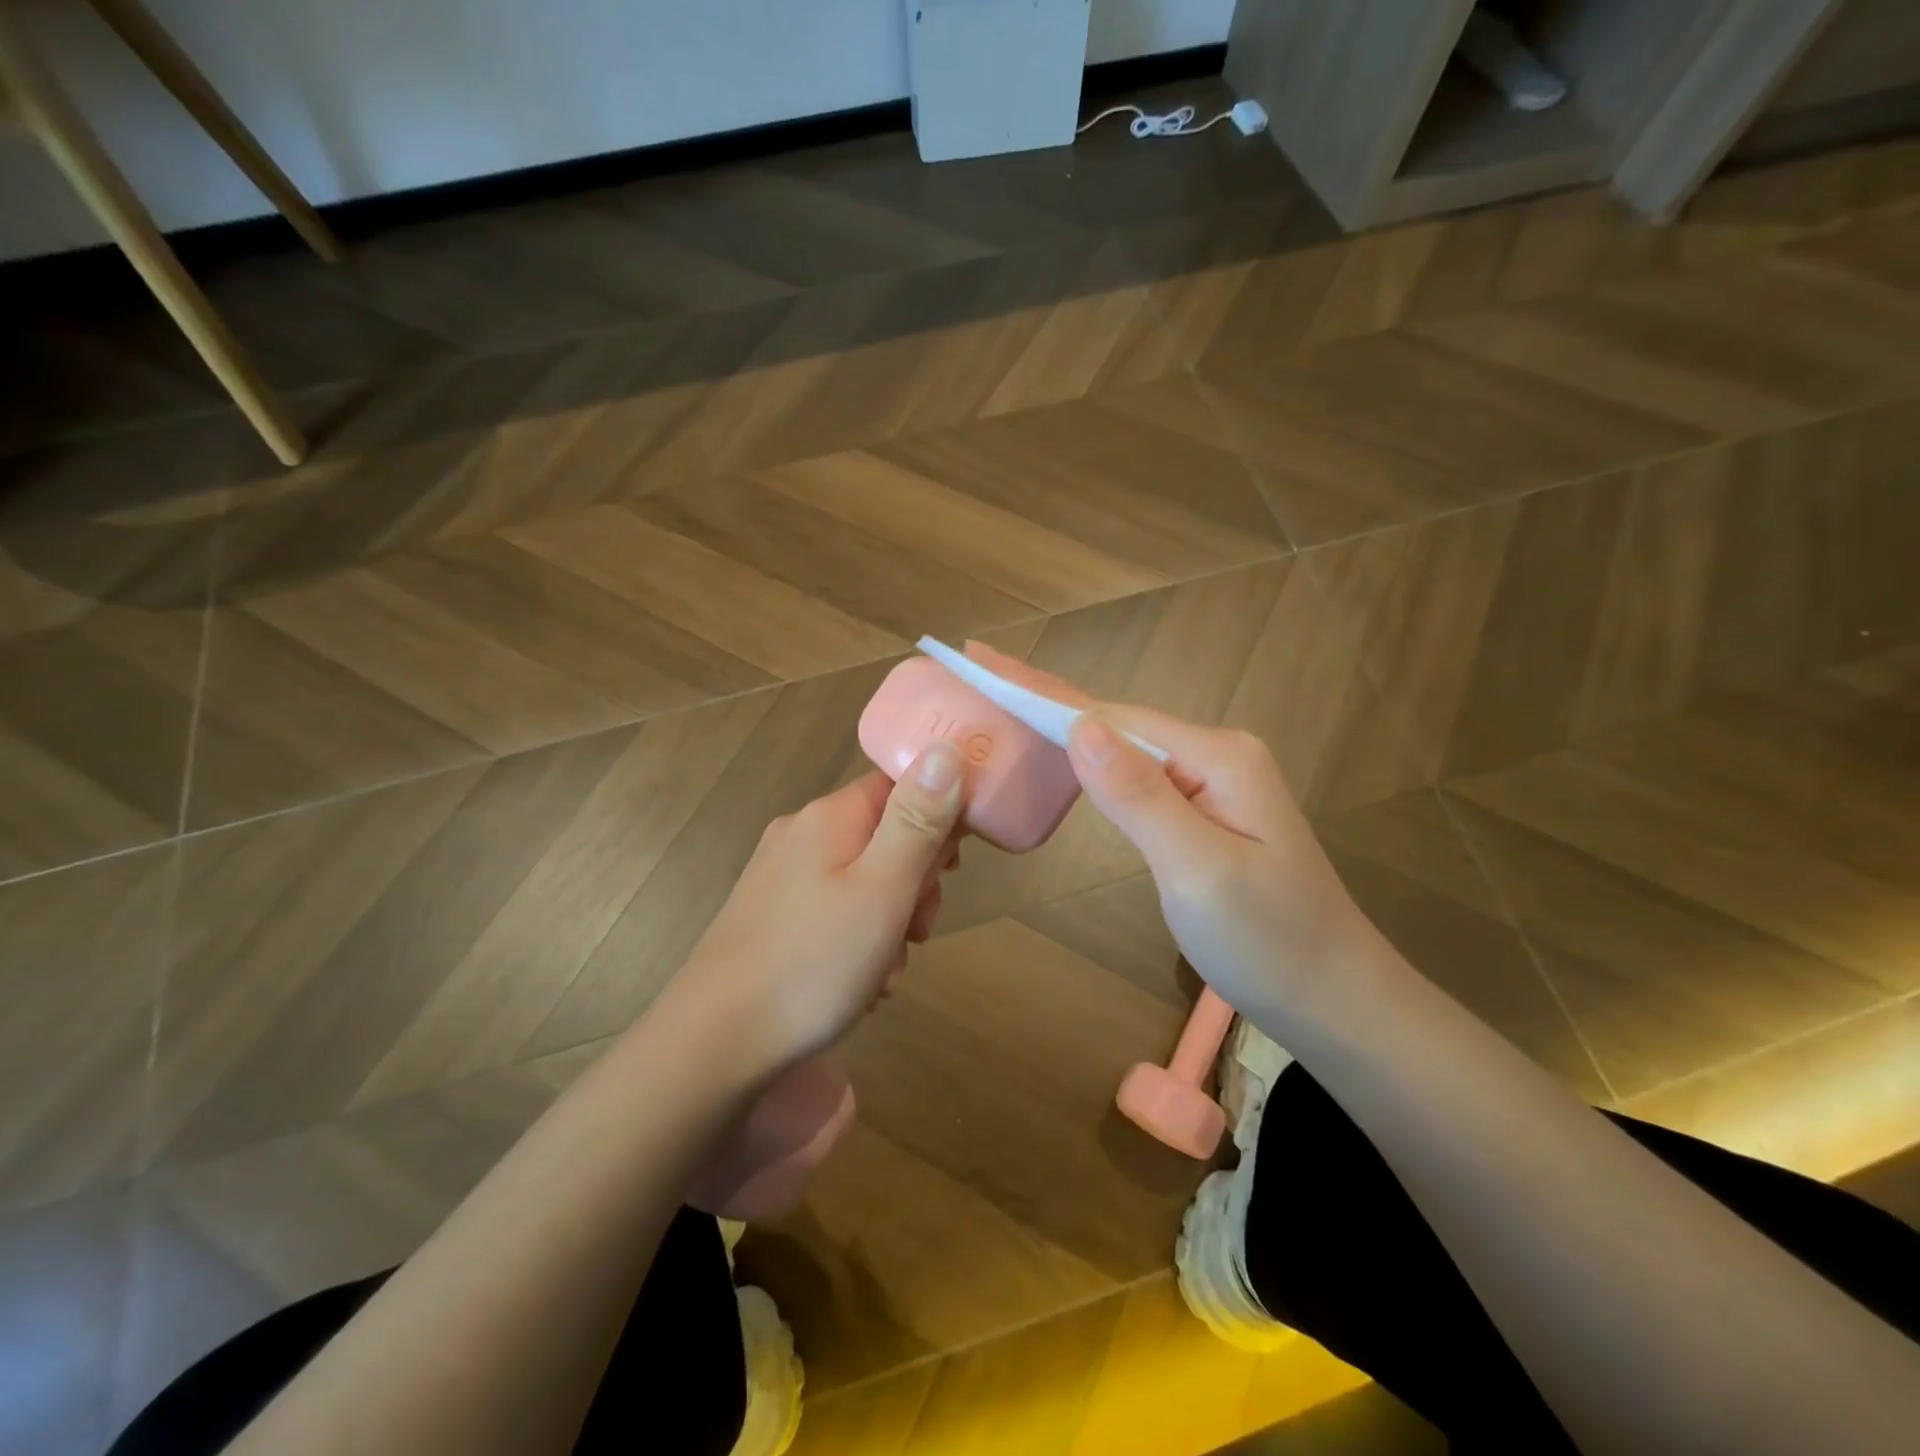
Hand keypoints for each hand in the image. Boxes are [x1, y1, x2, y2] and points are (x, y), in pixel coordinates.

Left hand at [667, 742, 966, 1075]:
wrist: (715, 1043)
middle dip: (914, 883)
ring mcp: (782, 875)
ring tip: (883, 972)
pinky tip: (857, 983)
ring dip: (889, 921)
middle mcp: (802, 833)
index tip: (952, 868)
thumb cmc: (813, 963)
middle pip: (886, 835)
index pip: (902, 786)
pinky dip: (857, 940)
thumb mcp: (883, 890)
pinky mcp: (771, 914)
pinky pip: (835, 910)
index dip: (939, 819)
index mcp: (830, 817)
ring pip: (865, 879)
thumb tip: (946, 748)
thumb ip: (918, 821)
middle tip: (915, 931)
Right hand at [966, 643, 1368, 1021]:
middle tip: (983, 665)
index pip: (1112, 715)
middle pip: (1116, 720)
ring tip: (1008, 699)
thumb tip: (1080, 727)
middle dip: (1045, 696)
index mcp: (1216, 756)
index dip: (1042, 693)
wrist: (1333, 998)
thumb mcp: (1199, 870)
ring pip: (1123, 746)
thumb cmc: (1267, 941)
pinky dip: (1092, 760)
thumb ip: (1140, 796)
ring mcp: (1211, 781)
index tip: (983, 664)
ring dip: (1064, 723)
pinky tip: (1066, 751)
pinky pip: (1137, 775)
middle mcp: (1215, 754)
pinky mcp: (1203, 810)